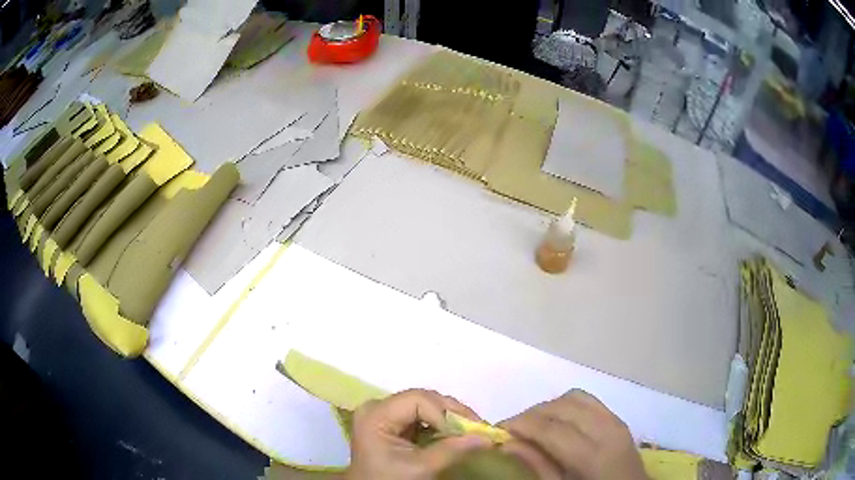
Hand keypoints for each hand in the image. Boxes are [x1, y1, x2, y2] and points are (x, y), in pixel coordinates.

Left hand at [345, 389, 490, 479]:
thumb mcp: (421, 467)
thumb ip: (452, 450)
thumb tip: (487, 437)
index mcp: (376, 415)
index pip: (417, 399)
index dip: (446, 413)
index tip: (469, 431)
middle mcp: (377, 407)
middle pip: (422, 399)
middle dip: (451, 413)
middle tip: (476, 428)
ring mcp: (384, 414)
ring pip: (425, 405)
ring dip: (449, 417)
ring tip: (469, 431)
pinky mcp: (392, 422)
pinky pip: (421, 415)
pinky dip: (440, 424)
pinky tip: (454, 434)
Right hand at [498, 390, 647, 479]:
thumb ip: (537, 466)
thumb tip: (508, 443)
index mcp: (592, 455)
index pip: (550, 427)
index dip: (520, 423)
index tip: (498, 429)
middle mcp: (606, 430)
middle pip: (562, 406)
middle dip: (532, 413)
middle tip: (514, 429)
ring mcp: (616, 420)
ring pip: (575, 396)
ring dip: (550, 406)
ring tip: (535, 425)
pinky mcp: (618, 418)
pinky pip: (589, 400)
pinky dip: (568, 404)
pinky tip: (559, 421)